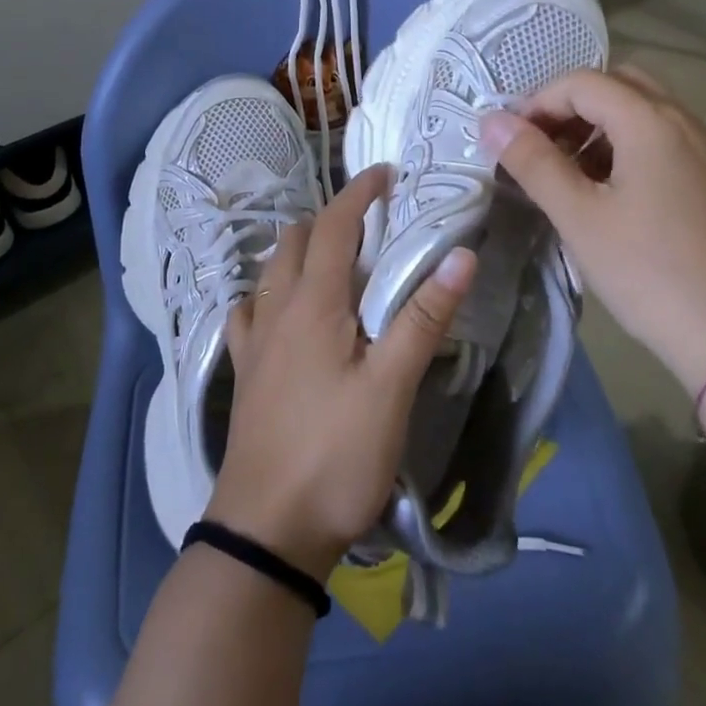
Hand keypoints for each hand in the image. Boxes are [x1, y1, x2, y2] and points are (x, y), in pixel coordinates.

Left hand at [204, 164, 476, 583]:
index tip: (386, 173)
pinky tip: (281, 310)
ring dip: (299, 250)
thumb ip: (423, 318)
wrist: (265, 532)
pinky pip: (248, 312)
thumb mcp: (391, 388)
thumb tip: (461, 254)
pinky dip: (268, 292)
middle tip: (371, 220)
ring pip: (270, 272)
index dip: (359, 193)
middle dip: (332, 217)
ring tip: (333, 257)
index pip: (336, 226)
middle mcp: (276, 310)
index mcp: (313, 304)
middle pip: (297, 241)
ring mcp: (254, 343)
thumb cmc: (334, 455)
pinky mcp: (244, 374)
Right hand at [479, 66, 705, 399]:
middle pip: (618, 85)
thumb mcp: (580, 217)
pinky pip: (665, 140)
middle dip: (571, 107)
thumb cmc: (650, 272)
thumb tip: (492, 121)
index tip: (511, 142)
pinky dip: (628, 147)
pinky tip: (612, 194)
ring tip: (570, 175)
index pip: (582, 82)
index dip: (538, 102)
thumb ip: (533, 162)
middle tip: (542, 148)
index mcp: (651, 121)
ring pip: (644, 112)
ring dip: (600, 127)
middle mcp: (685, 122)